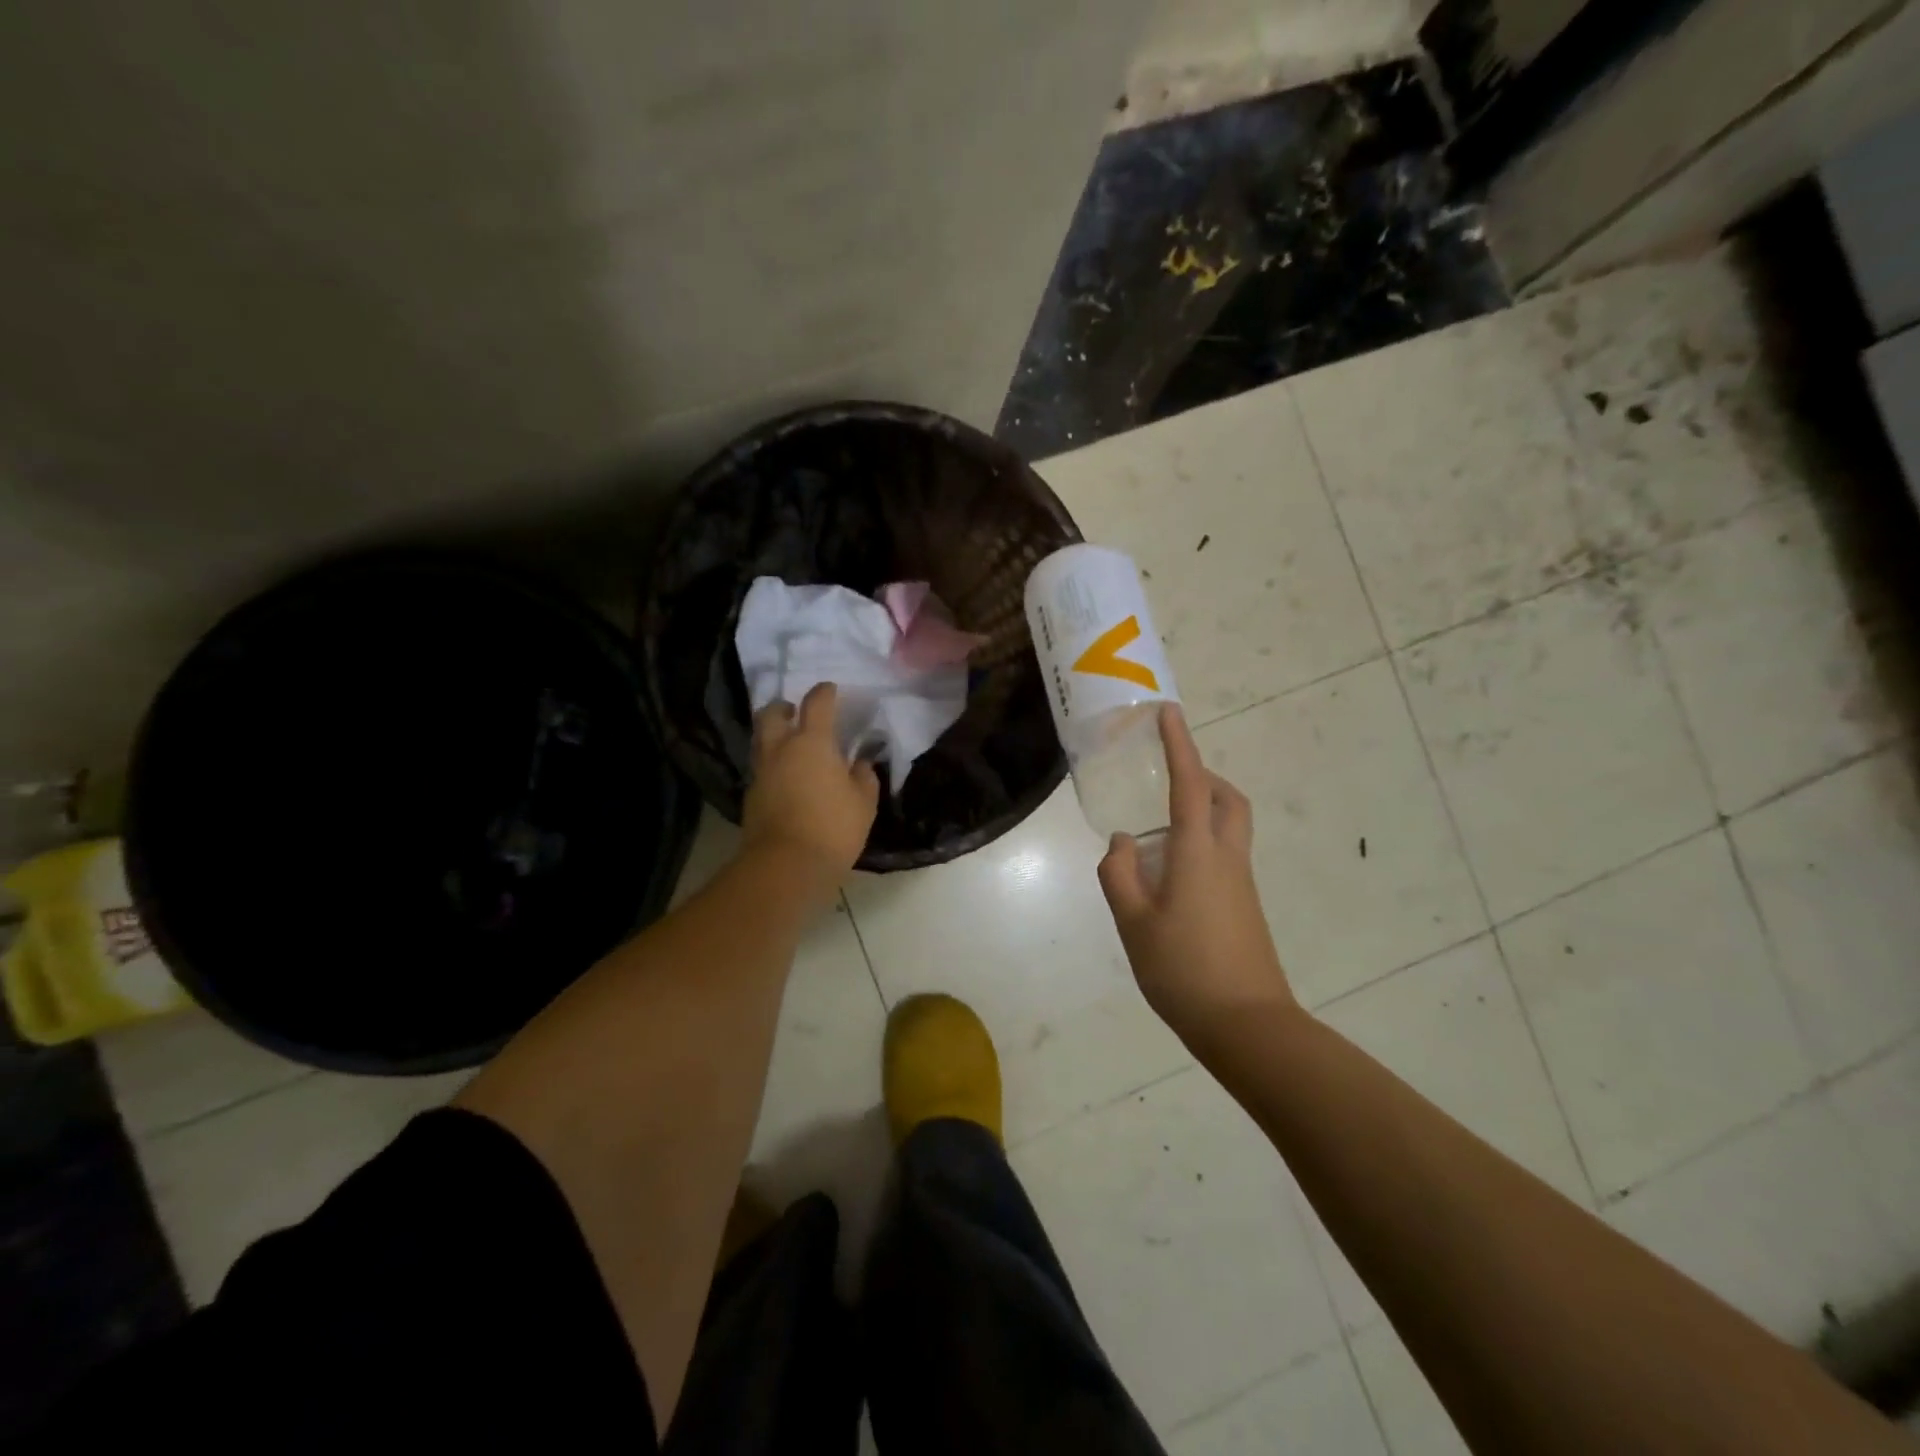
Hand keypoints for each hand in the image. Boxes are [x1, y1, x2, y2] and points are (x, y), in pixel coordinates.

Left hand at [743, 682, 879, 894]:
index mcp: (812, 742)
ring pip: (762, 740)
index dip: (825, 692)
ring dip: (774, 735)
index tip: (831, 690)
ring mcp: (762, 772)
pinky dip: (773, 765)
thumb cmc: (833, 828)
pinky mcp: (751, 796)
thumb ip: (863, 776)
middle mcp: (781, 749)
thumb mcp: (863, 802)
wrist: (785, 865)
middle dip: (784, 707)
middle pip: (772, 714)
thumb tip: (860, 763)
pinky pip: (761, 768)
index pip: (817, 703)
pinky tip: (786, 778)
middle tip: (795, 712)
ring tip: (791, 745)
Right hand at [1098, 704, 1295, 1047]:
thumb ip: (1120, 875)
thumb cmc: (1183, 970)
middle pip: (1228, 800)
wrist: (1246, 1026)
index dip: (1179, 746)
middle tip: (1170, 777)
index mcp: (1197, 853)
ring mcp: (1241, 883)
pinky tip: (1171, 876)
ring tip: (1158, 833)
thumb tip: (1122, 841)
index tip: (1170, 713)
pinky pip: (1226, 855)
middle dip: (1204, 776)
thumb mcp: (1133, 923)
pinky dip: (1202, 843)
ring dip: (1203, 810)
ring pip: (1230, 827)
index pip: (1190, 785)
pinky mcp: (1245, 906)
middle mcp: (1227, 858)